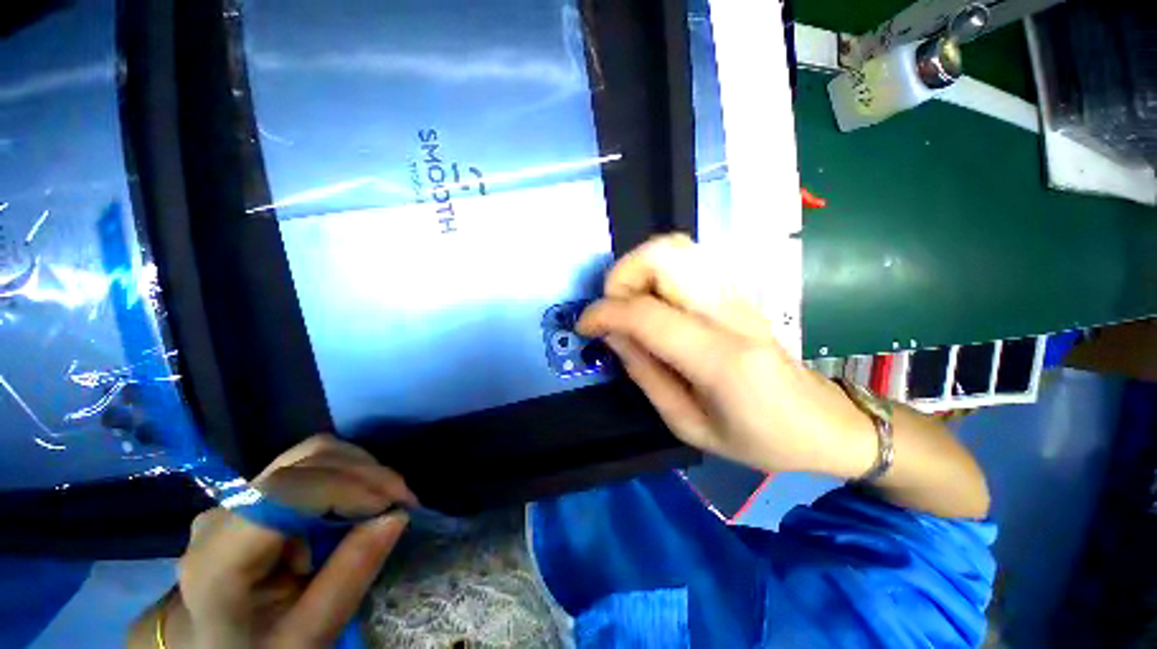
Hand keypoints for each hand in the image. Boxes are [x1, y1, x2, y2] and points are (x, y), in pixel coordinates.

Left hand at [134, 435, 416, 648]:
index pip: (286, 492)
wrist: (221, 647)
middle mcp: (223, 512)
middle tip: (402, 502)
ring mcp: (237, 497)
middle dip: (365, 475)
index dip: (349, 487)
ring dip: (360, 469)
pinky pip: (311, 463)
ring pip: (312, 453)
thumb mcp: (308, 635)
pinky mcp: (257, 492)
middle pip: (305, 463)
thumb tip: (396, 516)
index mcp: (219, 557)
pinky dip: (348, 472)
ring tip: (385, 500)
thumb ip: (349, 577)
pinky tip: (360, 498)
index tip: (396, 505)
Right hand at [578, 234, 875, 477]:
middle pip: (664, 255)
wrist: (823, 422)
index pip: (646, 314)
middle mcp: (729, 314)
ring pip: (675, 249)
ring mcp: (737, 296)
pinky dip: (656, 274)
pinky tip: (656, 307)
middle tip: (615, 311)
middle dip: (623, 275)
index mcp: (720, 359)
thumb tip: (612, 335)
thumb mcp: (689, 425)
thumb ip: (645, 375)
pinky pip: (686, 263)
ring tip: (631, 309)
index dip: (604, 313)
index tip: (584, 325)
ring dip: (639, 272)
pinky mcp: (738, 293)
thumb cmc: (758, 439)